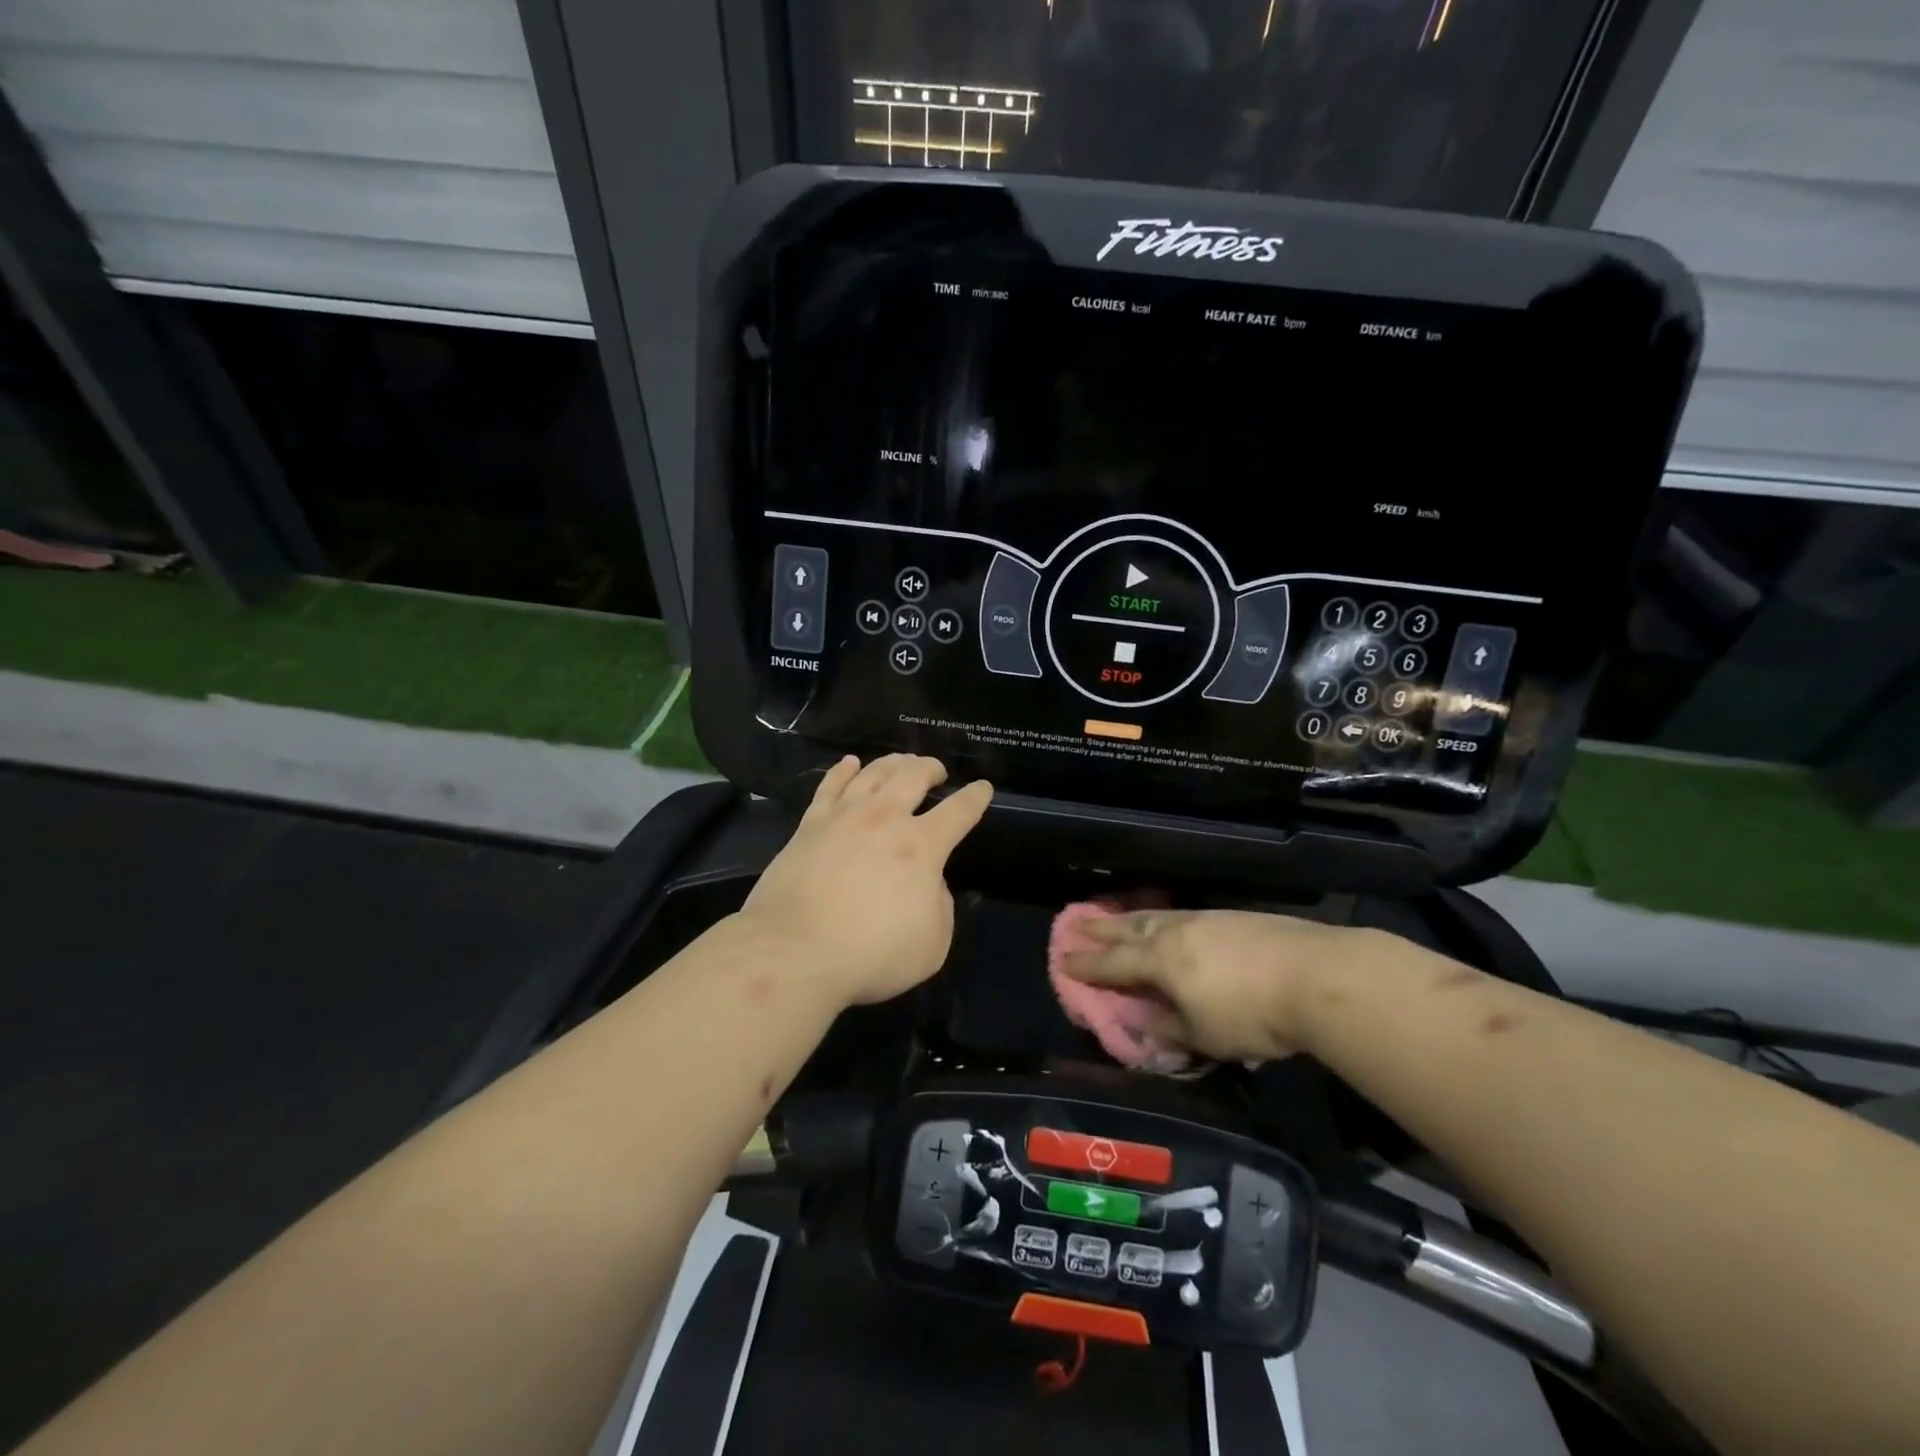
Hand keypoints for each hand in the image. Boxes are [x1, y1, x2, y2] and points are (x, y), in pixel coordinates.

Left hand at [739, 755, 992, 1008]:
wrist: (795, 951)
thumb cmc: (871, 953)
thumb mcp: (933, 943)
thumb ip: (940, 906)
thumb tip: (929, 883)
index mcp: (922, 846)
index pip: (959, 812)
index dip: (975, 797)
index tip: (983, 788)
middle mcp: (885, 819)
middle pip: (913, 776)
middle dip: (930, 768)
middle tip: (936, 770)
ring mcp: (844, 817)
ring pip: (873, 773)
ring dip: (892, 763)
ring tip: (901, 761)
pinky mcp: (809, 825)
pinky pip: (830, 786)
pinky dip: (843, 770)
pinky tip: (849, 764)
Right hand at [1060, 909, 1371, 1063]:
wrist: (1316, 976)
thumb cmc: (1252, 1013)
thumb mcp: (1205, 1035)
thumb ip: (1172, 1030)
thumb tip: (1147, 1026)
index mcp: (1161, 961)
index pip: (1114, 963)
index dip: (1088, 964)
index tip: (1063, 959)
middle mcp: (1177, 932)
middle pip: (1131, 928)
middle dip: (1102, 928)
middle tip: (1077, 923)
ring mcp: (1207, 919)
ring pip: (1158, 916)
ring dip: (1132, 918)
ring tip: (1119, 918)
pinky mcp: (1235, 917)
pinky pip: (1184, 915)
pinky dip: (1165, 919)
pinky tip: (1173, 923)